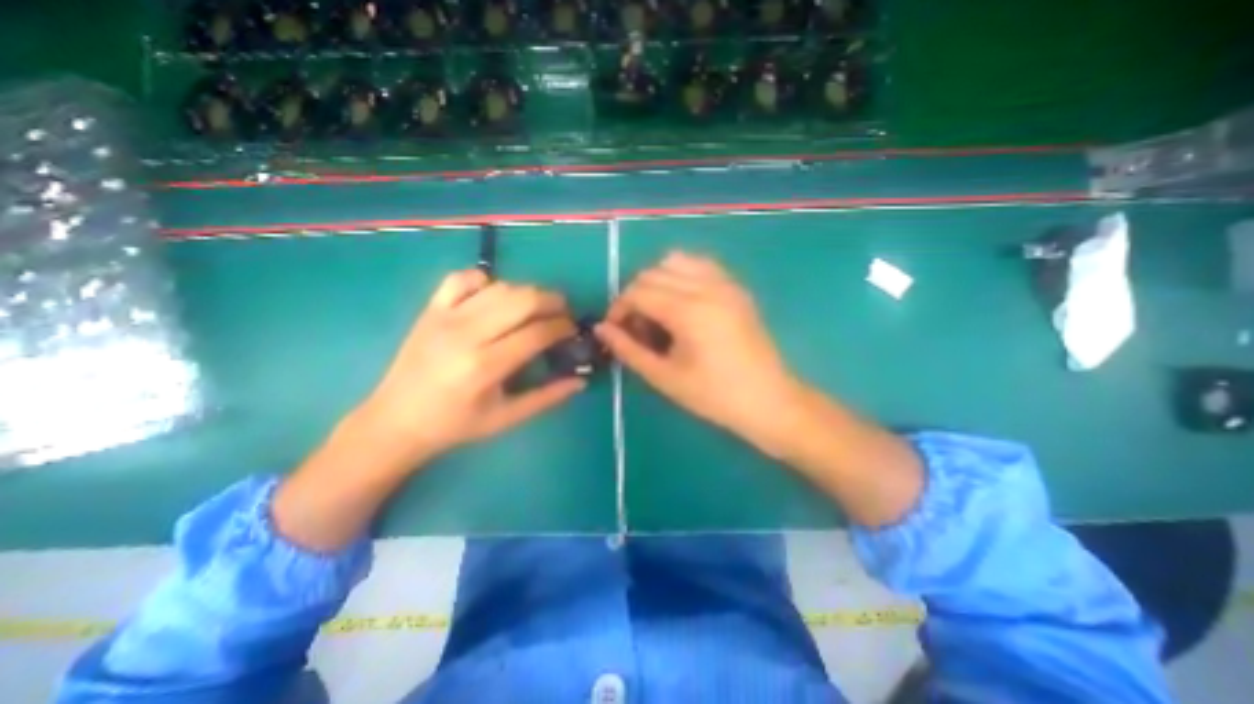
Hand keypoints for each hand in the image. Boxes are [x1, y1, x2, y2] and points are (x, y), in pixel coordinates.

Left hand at [356, 269, 584, 466]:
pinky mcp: (430, 309)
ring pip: (499, 287)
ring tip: (536, 307)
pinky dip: (485, 280)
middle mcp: (466, 334)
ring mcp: (445, 317)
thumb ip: (547, 397)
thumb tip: (580, 380)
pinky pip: (462, 278)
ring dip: (526, 292)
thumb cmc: (456, 424)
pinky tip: (494, 296)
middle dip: (552, 301)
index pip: (537, 332)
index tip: (573, 329)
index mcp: (486, 366)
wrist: (396, 420)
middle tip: (563, 312)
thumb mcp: (507, 418)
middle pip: (522, 299)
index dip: (563, 326)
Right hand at [595, 251, 801, 453]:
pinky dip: (682, 276)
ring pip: (676, 262)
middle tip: (638, 329)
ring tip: (659, 314)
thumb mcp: (665, 377)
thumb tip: (601, 329)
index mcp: (688, 310)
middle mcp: (706, 286)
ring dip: (657, 282)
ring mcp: (725, 283)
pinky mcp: (736, 288)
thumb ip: (628, 349)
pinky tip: (683, 305)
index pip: (637, 292)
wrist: (768, 400)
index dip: (618, 309)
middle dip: (635, 296)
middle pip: (652, 273)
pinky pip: (700, 266)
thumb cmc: (714, 396)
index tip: (615, 331)